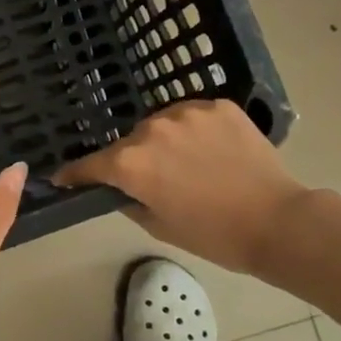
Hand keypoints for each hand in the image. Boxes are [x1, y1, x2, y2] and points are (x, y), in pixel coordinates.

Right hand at [53, 99, 309, 276]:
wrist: (278, 221)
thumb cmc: (214, 234)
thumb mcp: (159, 226)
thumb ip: (130, 201)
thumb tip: (121, 188)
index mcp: (131, 163)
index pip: (90, 165)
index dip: (74, 173)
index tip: (62, 178)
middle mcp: (152, 129)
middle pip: (129, 143)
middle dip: (132, 160)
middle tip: (153, 180)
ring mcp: (187, 112)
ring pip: (161, 125)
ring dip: (164, 141)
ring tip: (187, 163)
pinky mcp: (218, 106)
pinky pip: (193, 117)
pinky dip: (195, 132)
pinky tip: (212, 151)